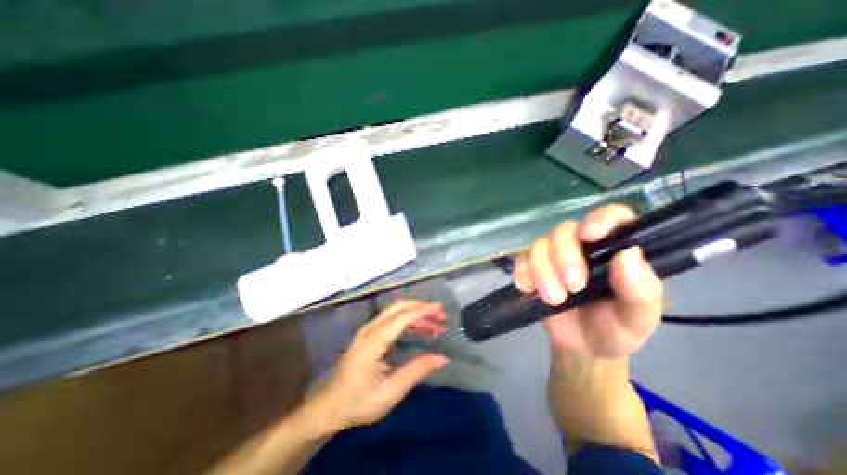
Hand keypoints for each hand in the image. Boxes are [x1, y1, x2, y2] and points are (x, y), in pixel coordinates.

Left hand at [297, 300, 445, 436]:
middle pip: (399, 307)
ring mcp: (368, 329)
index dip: (423, 311)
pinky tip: (419, 329)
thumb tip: (442, 358)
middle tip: (441, 317)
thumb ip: (416, 371)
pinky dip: (408, 319)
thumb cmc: (358, 402)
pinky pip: (391, 319)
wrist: (328, 406)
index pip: (402, 317)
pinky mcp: (368, 334)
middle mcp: (370, 329)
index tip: (440, 310)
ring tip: (435, 325)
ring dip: (416, 313)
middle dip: (422, 308)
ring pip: (396, 311)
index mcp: (374, 341)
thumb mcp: (390, 392)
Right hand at [512, 202, 664, 358]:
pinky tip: (528, 289)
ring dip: (542, 270)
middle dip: (564, 256)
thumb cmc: (615, 329)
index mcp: (614, 250)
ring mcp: (553, 256)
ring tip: (554, 299)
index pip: (612, 217)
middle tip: (573, 286)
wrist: (581, 347)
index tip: (589, 235)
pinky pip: (521, 261)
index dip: (600, 219)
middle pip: (564, 230)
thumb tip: (629, 254)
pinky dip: (523, 273)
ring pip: (539, 244)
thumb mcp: (637, 318)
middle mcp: (582, 246)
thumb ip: (641, 290)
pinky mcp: (532, 268)